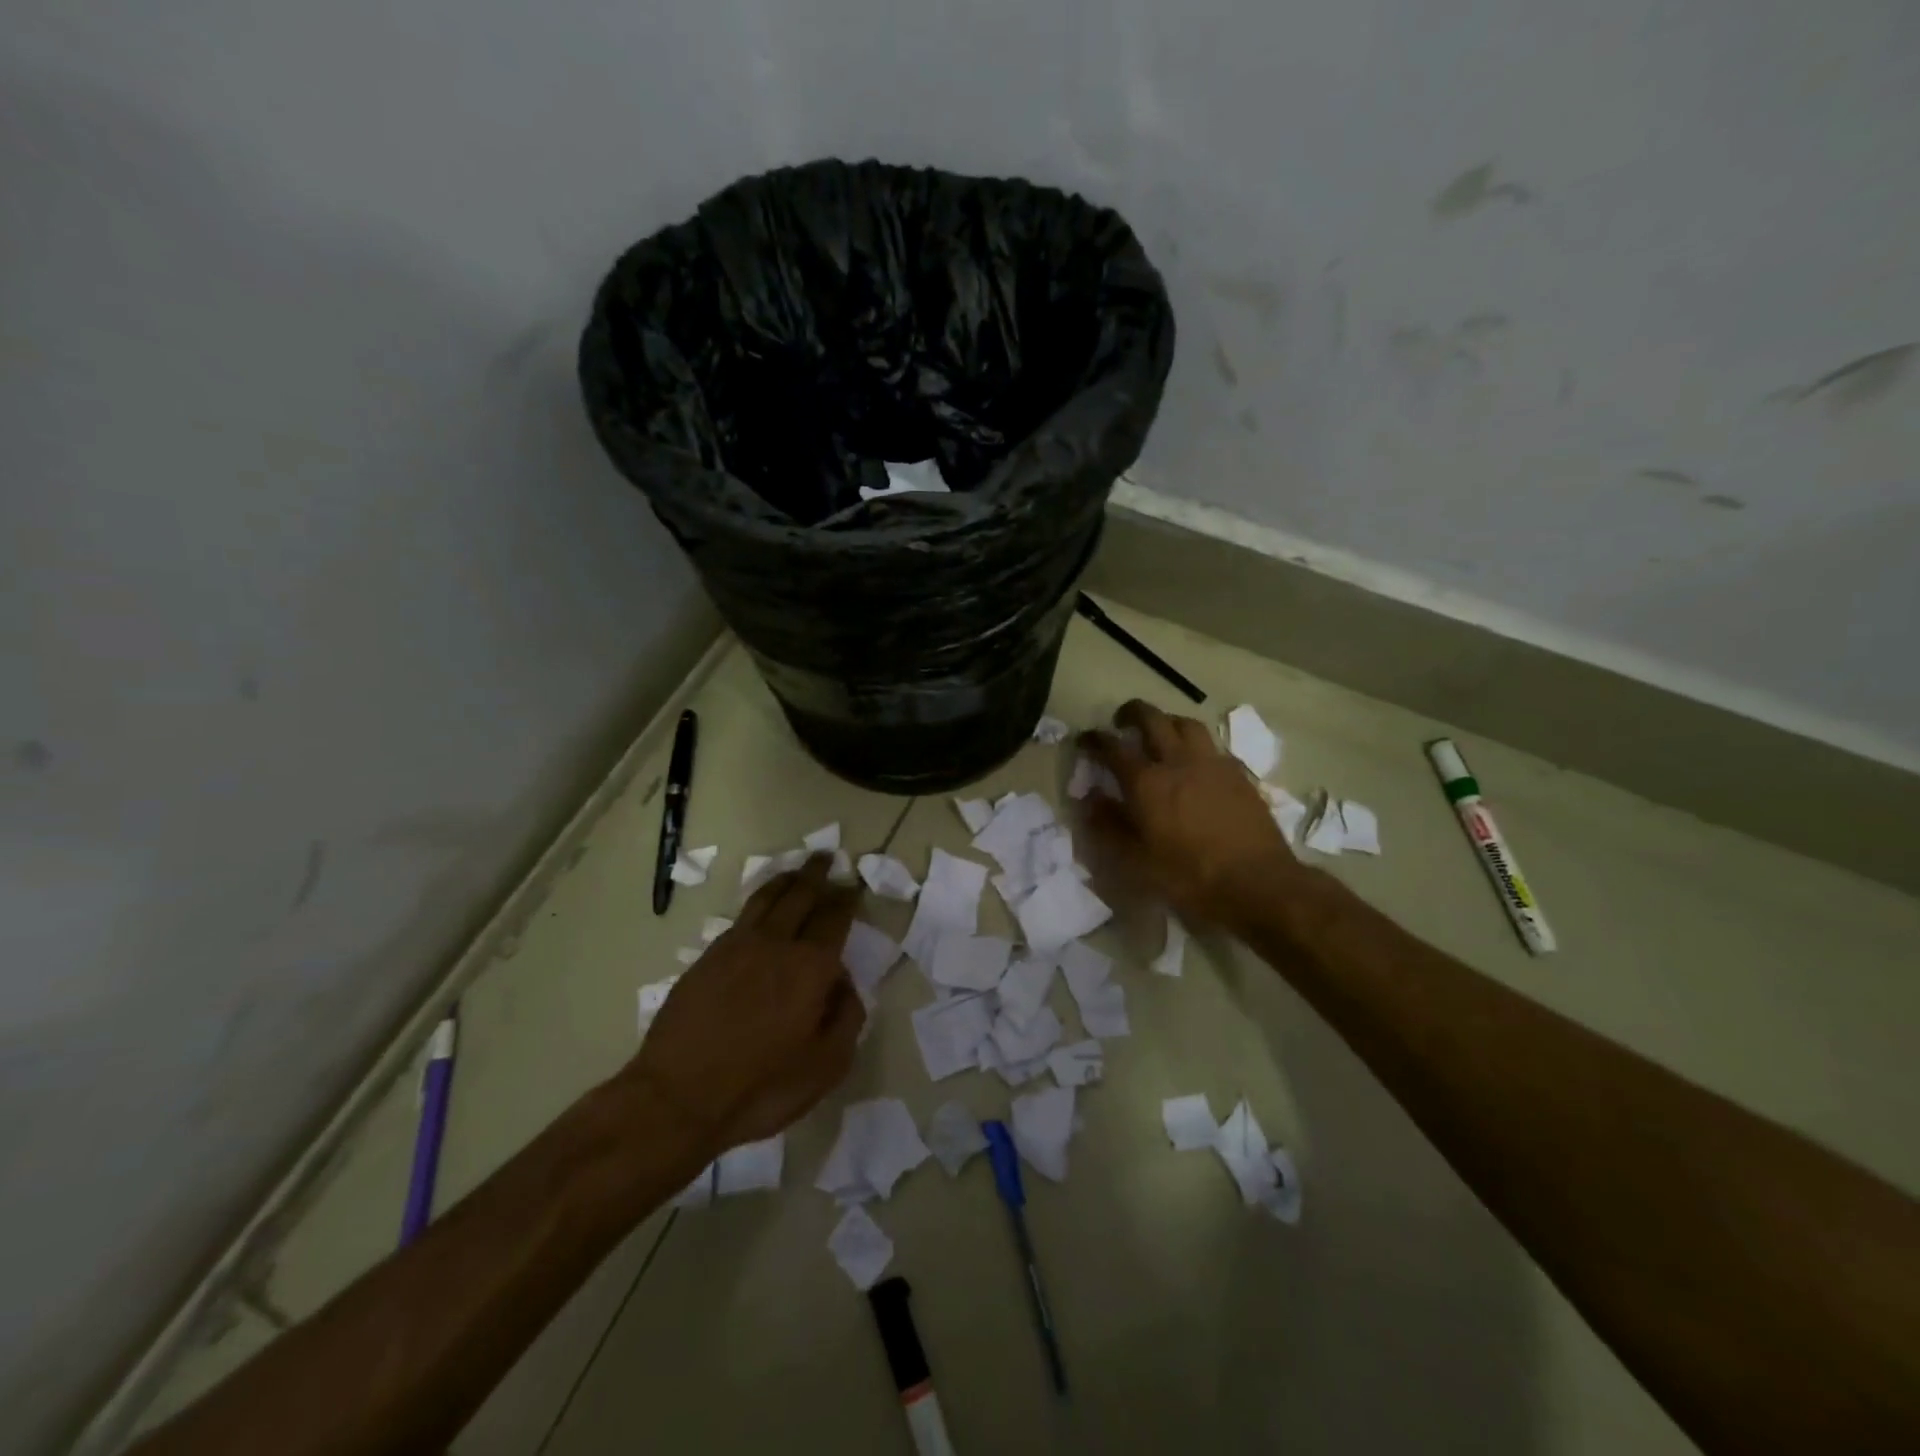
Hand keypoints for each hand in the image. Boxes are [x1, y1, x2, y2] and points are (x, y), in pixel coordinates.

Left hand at [631, 855, 863, 1156]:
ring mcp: (737, 946)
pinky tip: (761, 908)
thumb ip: (846, 1017)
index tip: (851, 886)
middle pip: (800, 895)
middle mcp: (776, 944)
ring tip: (795, 870)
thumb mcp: (826, 1066)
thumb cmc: (761, 1088)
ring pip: (766, 898)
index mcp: (811, 966)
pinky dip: (759, 901)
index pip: (834, 918)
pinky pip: (742, 916)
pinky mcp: (708, 957)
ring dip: (785, 880)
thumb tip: (843, 983)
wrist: (677, 1098)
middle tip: (825, 858)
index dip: (845, 899)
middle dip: (816, 874)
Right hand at [1080, 700, 1307, 928]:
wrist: (1258, 883)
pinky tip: (1195, 762)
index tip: (1085, 739)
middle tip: (1121, 721)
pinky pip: (1212, 745)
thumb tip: (1089, 799)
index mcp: (1147, 782)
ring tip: (1160, 733)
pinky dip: (1195, 744)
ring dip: (1167, 721)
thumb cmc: (1190, 876)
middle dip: (1132, 713)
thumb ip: (1108, 827)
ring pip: (1186, 724)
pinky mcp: (1238, 773)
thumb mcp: (1136, 862)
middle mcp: (1178, 761)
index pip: (1113, 747)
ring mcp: (1212, 764)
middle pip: (1152, 719)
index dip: (1094, 739)